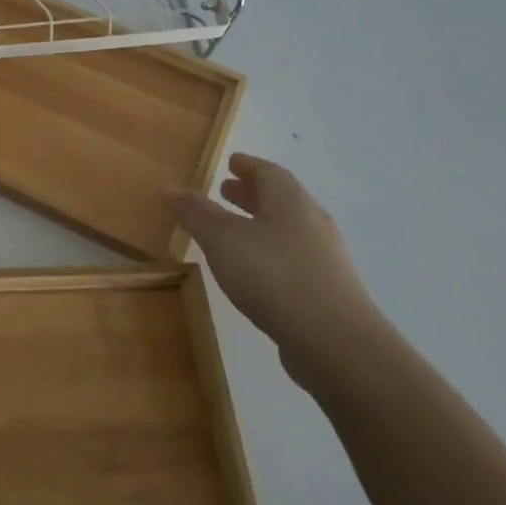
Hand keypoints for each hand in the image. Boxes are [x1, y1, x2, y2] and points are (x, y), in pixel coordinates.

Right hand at [167, 153, 382, 364]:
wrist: (335, 342)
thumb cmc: (274, 276)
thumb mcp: (222, 240)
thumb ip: (196, 213)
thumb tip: (170, 188)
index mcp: (291, 202)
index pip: (269, 172)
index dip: (248, 165)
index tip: (230, 162)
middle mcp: (312, 223)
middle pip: (280, 199)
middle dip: (251, 193)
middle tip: (224, 190)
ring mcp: (323, 258)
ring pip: (286, 229)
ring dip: (259, 223)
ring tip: (231, 229)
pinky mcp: (325, 290)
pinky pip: (291, 257)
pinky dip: (268, 251)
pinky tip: (251, 269)